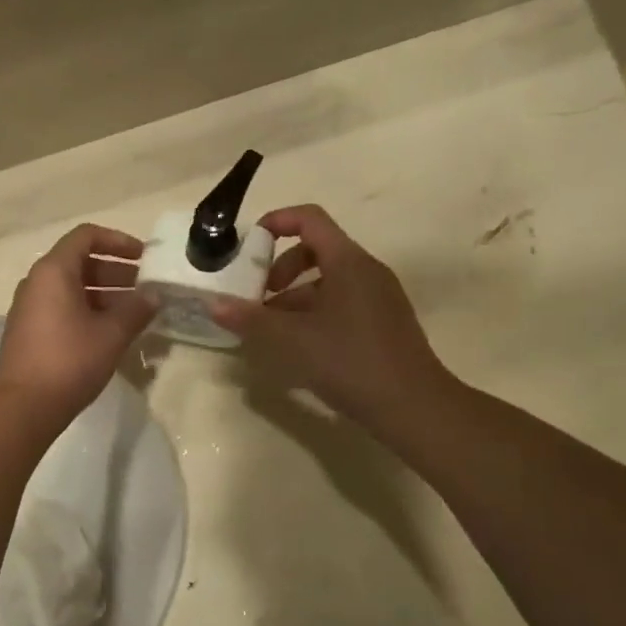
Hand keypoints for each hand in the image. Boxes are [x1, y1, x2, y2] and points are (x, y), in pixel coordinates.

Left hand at [0, 224, 154, 428]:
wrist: (24, 406)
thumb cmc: (69, 361)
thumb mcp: (111, 334)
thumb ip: (135, 310)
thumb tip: (153, 296)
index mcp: (53, 271)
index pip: (86, 236)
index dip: (118, 241)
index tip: (144, 257)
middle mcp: (36, 283)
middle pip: (79, 263)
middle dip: (115, 272)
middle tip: (145, 289)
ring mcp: (29, 308)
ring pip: (71, 289)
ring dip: (104, 295)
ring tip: (134, 313)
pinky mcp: (28, 333)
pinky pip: (61, 309)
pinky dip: (87, 312)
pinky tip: (110, 334)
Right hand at [210, 205, 456, 440]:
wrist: (411, 406)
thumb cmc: (350, 362)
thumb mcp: (291, 340)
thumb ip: (251, 319)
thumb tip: (214, 304)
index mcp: (348, 262)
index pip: (310, 219)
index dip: (276, 222)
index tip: (248, 244)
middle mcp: (367, 271)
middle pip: (317, 250)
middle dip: (280, 269)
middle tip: (258, 298)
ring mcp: (379, 297)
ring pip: (328, 281)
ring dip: (293, 297)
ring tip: (270, 330)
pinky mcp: (382, 323)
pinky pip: (341, 303)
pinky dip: (313, 313)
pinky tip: (298, 346)